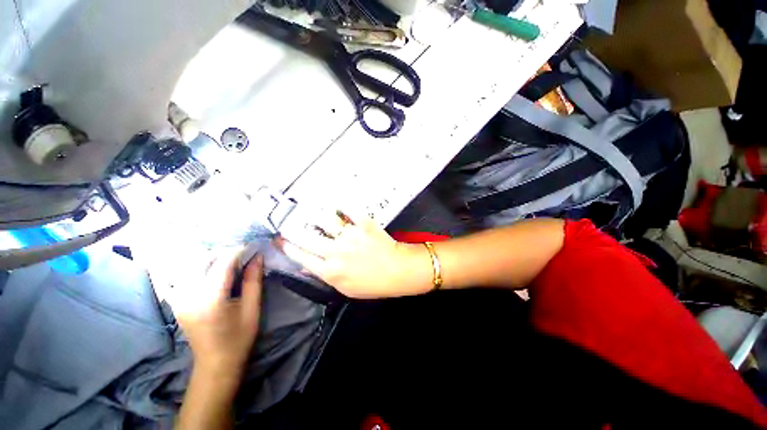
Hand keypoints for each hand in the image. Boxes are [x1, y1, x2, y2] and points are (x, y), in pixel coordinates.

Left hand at [168, 250, 263, 379]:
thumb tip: (257, 256)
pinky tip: (207, 269)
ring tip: (227, 261)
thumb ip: (254, 280)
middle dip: (224, 252)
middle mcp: (189, 295)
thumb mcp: (252, 308)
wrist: (215, 363)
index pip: (223, 263)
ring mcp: (178, 298)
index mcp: (211, 299)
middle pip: (202, 259)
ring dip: (210, 257)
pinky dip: (194, 267)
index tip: (252, 247)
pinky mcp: (175, 301)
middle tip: (242, 255)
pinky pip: (181, 274)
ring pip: (190, 264)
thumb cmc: (239, 337)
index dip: (238, 251)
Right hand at [277, 213, 431, 298]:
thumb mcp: (345, 288)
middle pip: (305, 236)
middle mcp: (336, 252)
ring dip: (315, 214)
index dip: (287, 246)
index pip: (300, 256)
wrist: (397, 270)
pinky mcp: (363, 223)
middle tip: (288, 222)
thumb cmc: (372, 284)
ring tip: (311, 211)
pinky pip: (348, 209)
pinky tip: (338, 205)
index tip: (280, 239)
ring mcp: (350, 235)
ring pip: (324, 219)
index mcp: (330, 271)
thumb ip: (325, 276)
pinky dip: (342, 205)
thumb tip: (307, 265)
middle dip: (292, 228)